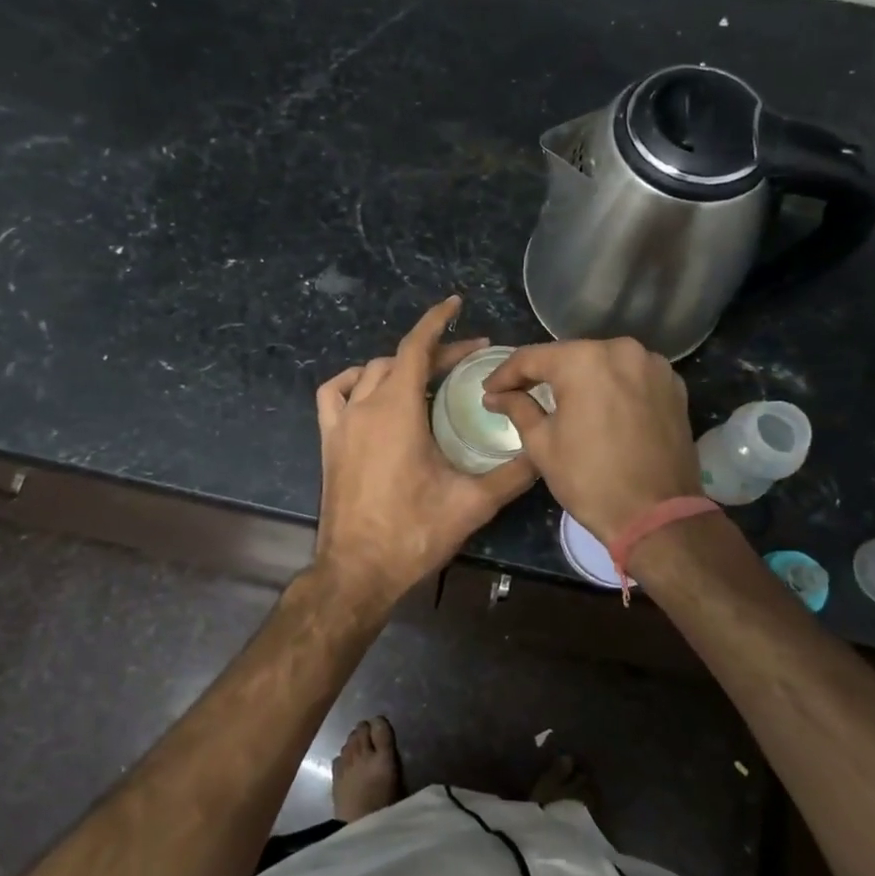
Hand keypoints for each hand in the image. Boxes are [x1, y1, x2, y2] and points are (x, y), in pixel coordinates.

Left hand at [314, 296, 537, 604]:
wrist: (358, 571)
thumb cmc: (414, 533)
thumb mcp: (473, 503)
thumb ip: (514, 473)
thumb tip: (545, 450)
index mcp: (397, 410)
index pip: (417, 347)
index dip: (438, 321)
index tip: (456, 303)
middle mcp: (365, 406)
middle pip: (399, 359)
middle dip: (434, 352)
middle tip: (469, 360)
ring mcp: (341, 423)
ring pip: (368, 372)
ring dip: (398, 365)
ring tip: (427, 376)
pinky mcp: (329, 441)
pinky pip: (334, 394)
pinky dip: (352, 382)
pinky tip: (369, 391)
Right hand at [481, 337, 699, 544]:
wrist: (657, 515)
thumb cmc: (590, 479)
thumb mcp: (542, 444)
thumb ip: (518, 408)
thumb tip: (495, 395)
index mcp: (584, 360)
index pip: (532, 358)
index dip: (505, 374)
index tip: (490, 390)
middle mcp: (622, 350)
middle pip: (570, 356)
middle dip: (543, 374)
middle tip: (519, 393)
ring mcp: (653, 366)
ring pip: (602, 363)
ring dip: (579, 378)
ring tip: (559, 400)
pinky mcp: (673, 385)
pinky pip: (630, 376)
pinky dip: (611, 386)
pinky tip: (598, 406)